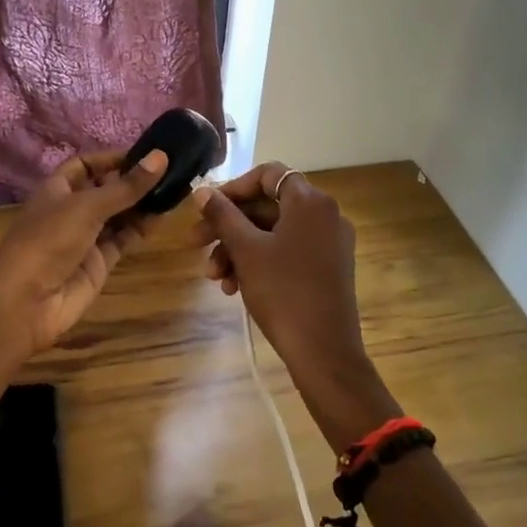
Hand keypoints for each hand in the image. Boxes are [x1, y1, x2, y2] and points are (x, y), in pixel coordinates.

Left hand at [0, 148, 169, 365]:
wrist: (26, 303)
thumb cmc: (48, 241)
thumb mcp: (87, 206)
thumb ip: (126, 186)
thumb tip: (161, 157)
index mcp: (58, 189)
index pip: (87, 165)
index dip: (113, 158)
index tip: (147, 154)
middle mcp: (72, 210)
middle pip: (106, 189)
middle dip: (133, 181)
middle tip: (172, 171)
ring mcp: (86, 238)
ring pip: (119, 215)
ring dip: (142, 204)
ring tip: (175, 190)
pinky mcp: (99, 263)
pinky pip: (124, 239)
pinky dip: (142, 228)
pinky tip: (163, 216)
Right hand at [195, 163, 400, 446]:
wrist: (324, 351)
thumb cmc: (283, 292)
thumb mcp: (246, 251)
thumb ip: (223, 215)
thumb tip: (202, 191)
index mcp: (310, 201)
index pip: (269, 175)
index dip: (234, 187)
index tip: (208, 208)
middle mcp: (325, 215)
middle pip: (268, 206)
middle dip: (229, 227)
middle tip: (196, 244)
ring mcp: (330, 243)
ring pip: (274, 233)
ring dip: (239, 250)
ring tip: (214, 279)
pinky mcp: (328, 268)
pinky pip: (288, 252)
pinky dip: (260, 263)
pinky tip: (234, 288)